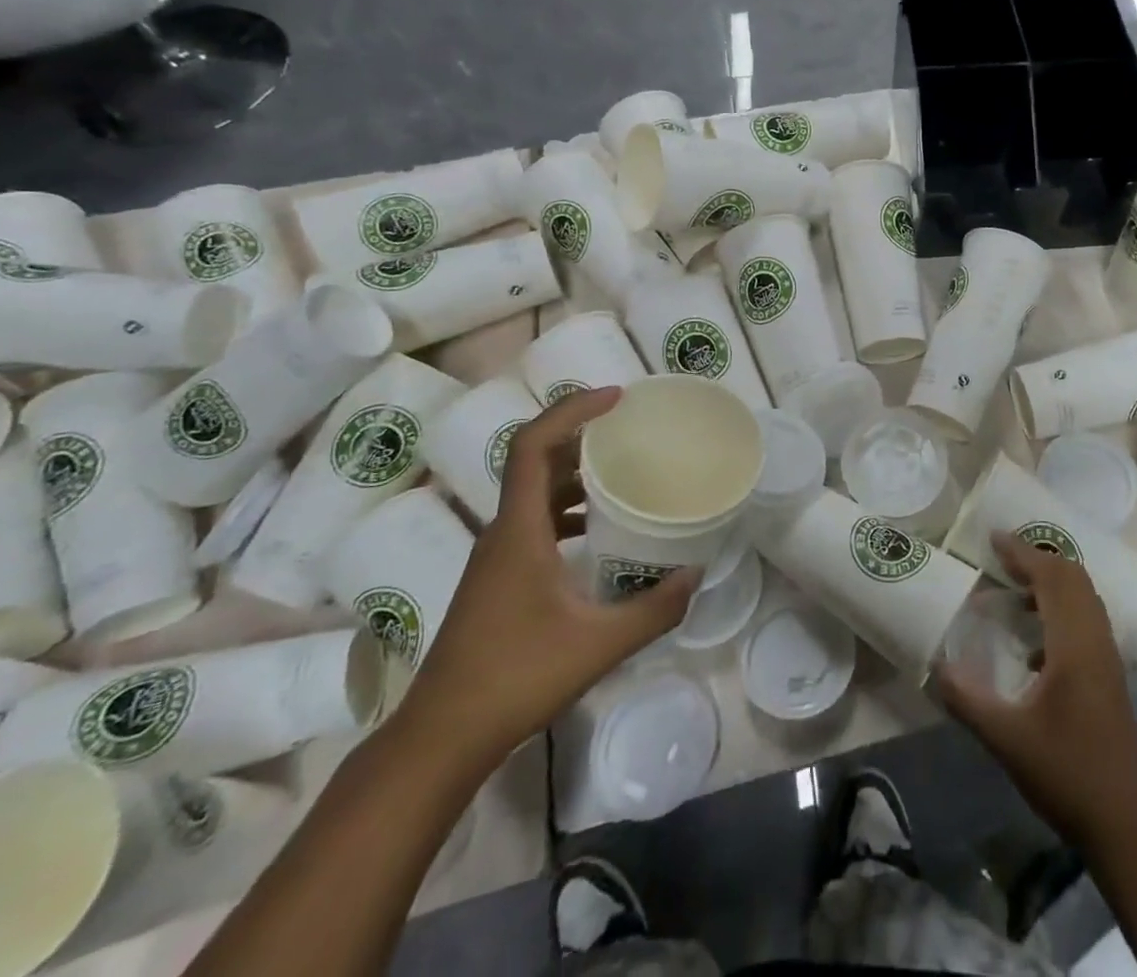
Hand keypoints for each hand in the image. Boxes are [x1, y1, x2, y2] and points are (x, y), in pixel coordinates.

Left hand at [393, 387, 699, 770]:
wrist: (440, 738)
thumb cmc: (515, 679)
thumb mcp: (598, 644)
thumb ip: (654, 609)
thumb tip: (695, 575)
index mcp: (518, 530)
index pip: (533, 445)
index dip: (572, 410)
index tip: (616, 397)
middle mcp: (503, 532)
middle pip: (536, 460)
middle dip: (581, 433)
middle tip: (630, 427)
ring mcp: (497, 556)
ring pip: (536, 492)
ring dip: (575, 471)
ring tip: (624, 470)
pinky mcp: (499, 578)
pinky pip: (536, 521)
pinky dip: (569, 509)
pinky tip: (601, 530)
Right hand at [934, 533, 1136, 850]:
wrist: (1126, 824)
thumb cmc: (1067, 774)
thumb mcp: (1006, 739)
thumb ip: (967, 698)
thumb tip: (934, 665)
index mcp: (1075, 644)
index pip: (1052, 578)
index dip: (1023, 553)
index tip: (992, 538)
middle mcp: (1096, 640)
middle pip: (1073, 578)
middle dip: (1037, 559)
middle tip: (1001, 558)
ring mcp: (1107, 658)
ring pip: (1083, 597)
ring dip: (1050, 583)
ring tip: (1012, 589)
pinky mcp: (1109, 676)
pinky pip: (1085, 619)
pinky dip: (1059, 609)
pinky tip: (1031, 643)